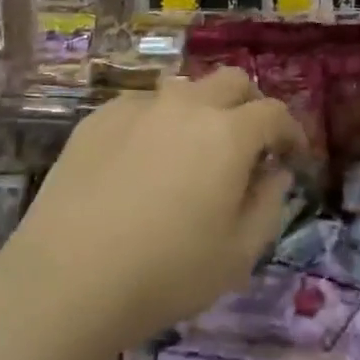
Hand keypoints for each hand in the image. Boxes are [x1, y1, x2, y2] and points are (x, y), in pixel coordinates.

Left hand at [3, 68, 304, 353]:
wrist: (68, 278)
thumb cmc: (166, 273)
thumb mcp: (239, 254)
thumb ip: (269, 203)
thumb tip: (274, 171)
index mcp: (228, 133)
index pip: (274, 113)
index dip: (291, 132)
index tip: (291, 156)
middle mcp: (185, 105)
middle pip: (231, 81)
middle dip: (250, 105)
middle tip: (249, 143)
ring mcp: (137, 106)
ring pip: (184, 89)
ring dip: (202, 110)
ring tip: (193, 151)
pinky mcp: (98, 118)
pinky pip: (142, 107)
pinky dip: (158, 123)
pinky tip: (143, 162)